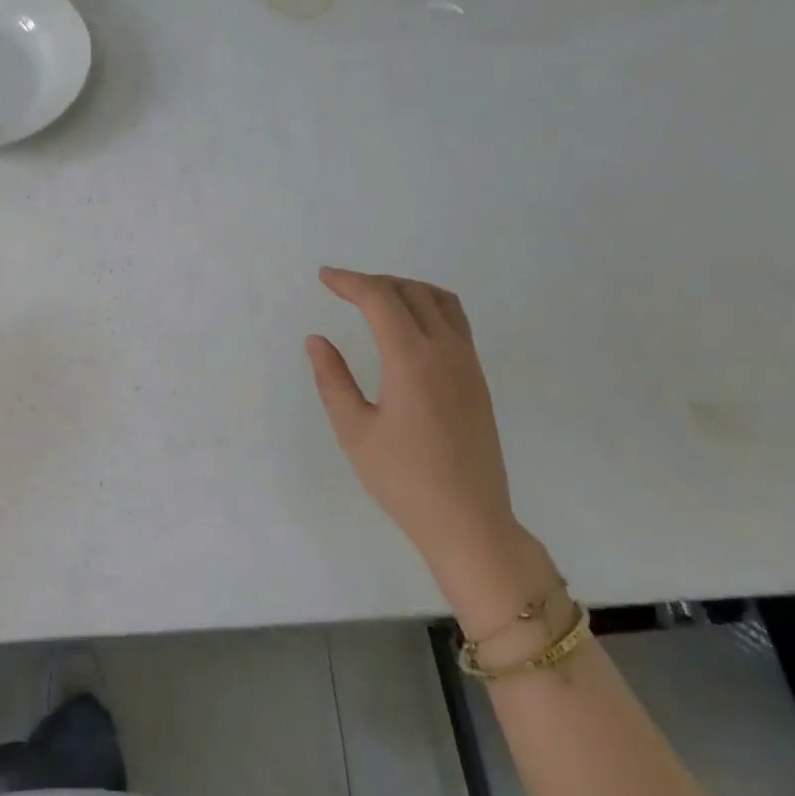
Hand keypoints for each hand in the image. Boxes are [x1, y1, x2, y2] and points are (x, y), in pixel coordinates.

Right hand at [307, 267, 540, 604]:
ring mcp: (468, 364)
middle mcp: (446, 350)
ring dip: (406, 289)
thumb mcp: (354, 431)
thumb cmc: (402, 479)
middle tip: (343, 288)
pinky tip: (408, 328)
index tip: (324, 277)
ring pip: (441, 301)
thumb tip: (317, 340)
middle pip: (412, 292)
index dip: (349, 282)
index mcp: (412, 359)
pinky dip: (428, 307)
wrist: (467, 518)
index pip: (380, 300)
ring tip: (376, 298)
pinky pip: (455, 322)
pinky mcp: (478, 380)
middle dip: (375, 281)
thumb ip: (333, 379)